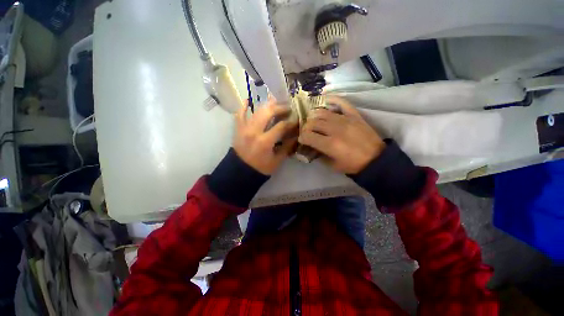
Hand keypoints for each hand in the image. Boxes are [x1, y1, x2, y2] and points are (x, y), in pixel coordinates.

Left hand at [233, 99, 297, 174]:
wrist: (240, 171)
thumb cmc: (260, 168)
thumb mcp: (277, 160)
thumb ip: (287, 147)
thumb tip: (295, 136)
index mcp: (265, 141)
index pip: (281, 126)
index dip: (291, 122)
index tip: (297, 120)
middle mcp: (254, 131)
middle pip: (268, 112)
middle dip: (280, 108)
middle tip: (288, 108)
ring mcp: (244, 128)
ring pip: (256, 111)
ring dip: (267, 105)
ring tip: (275, 102)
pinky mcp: (238, 129)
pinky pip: (239, 114)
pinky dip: (243, 107)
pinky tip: (248, 100)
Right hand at [298, 96, 385, 173]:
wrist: (376, 159)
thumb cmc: (353, 165)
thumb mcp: (332, 165)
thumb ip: (319, 155)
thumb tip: (310, 147)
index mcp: (330, 144)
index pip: (308, 136)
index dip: (302, 138)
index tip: (303, 140)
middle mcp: (335, 130)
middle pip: (313, 122)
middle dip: (306, 127)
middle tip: (308, 132)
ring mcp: (345, 120)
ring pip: (322, 112)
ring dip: (314, 116)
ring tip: (314, 121)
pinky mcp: (354, 115)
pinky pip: (341, 102)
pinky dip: (332, 99)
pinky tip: (325, 101)